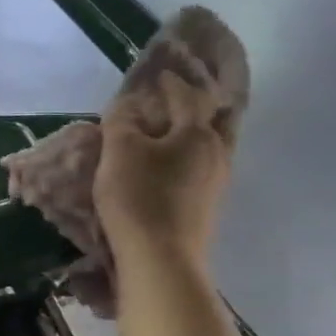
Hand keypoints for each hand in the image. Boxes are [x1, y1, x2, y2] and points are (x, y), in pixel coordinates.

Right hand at [94, 70, 231, 268]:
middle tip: (180, 100)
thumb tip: (127, 106)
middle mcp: (216, 154)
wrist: (161, 262)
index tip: (159, 74)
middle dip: (198, 107)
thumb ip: (121, 121)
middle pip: (214, 120)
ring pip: (210, 148)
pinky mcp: (208, 210)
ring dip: (194, 135)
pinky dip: (189, 160)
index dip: (171, 82)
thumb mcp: (118, 152)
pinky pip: (201, 171)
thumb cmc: (139, 199)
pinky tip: (172, 167)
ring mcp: (216, 185)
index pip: (186, 96)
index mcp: (197, 133)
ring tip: (173, 133)